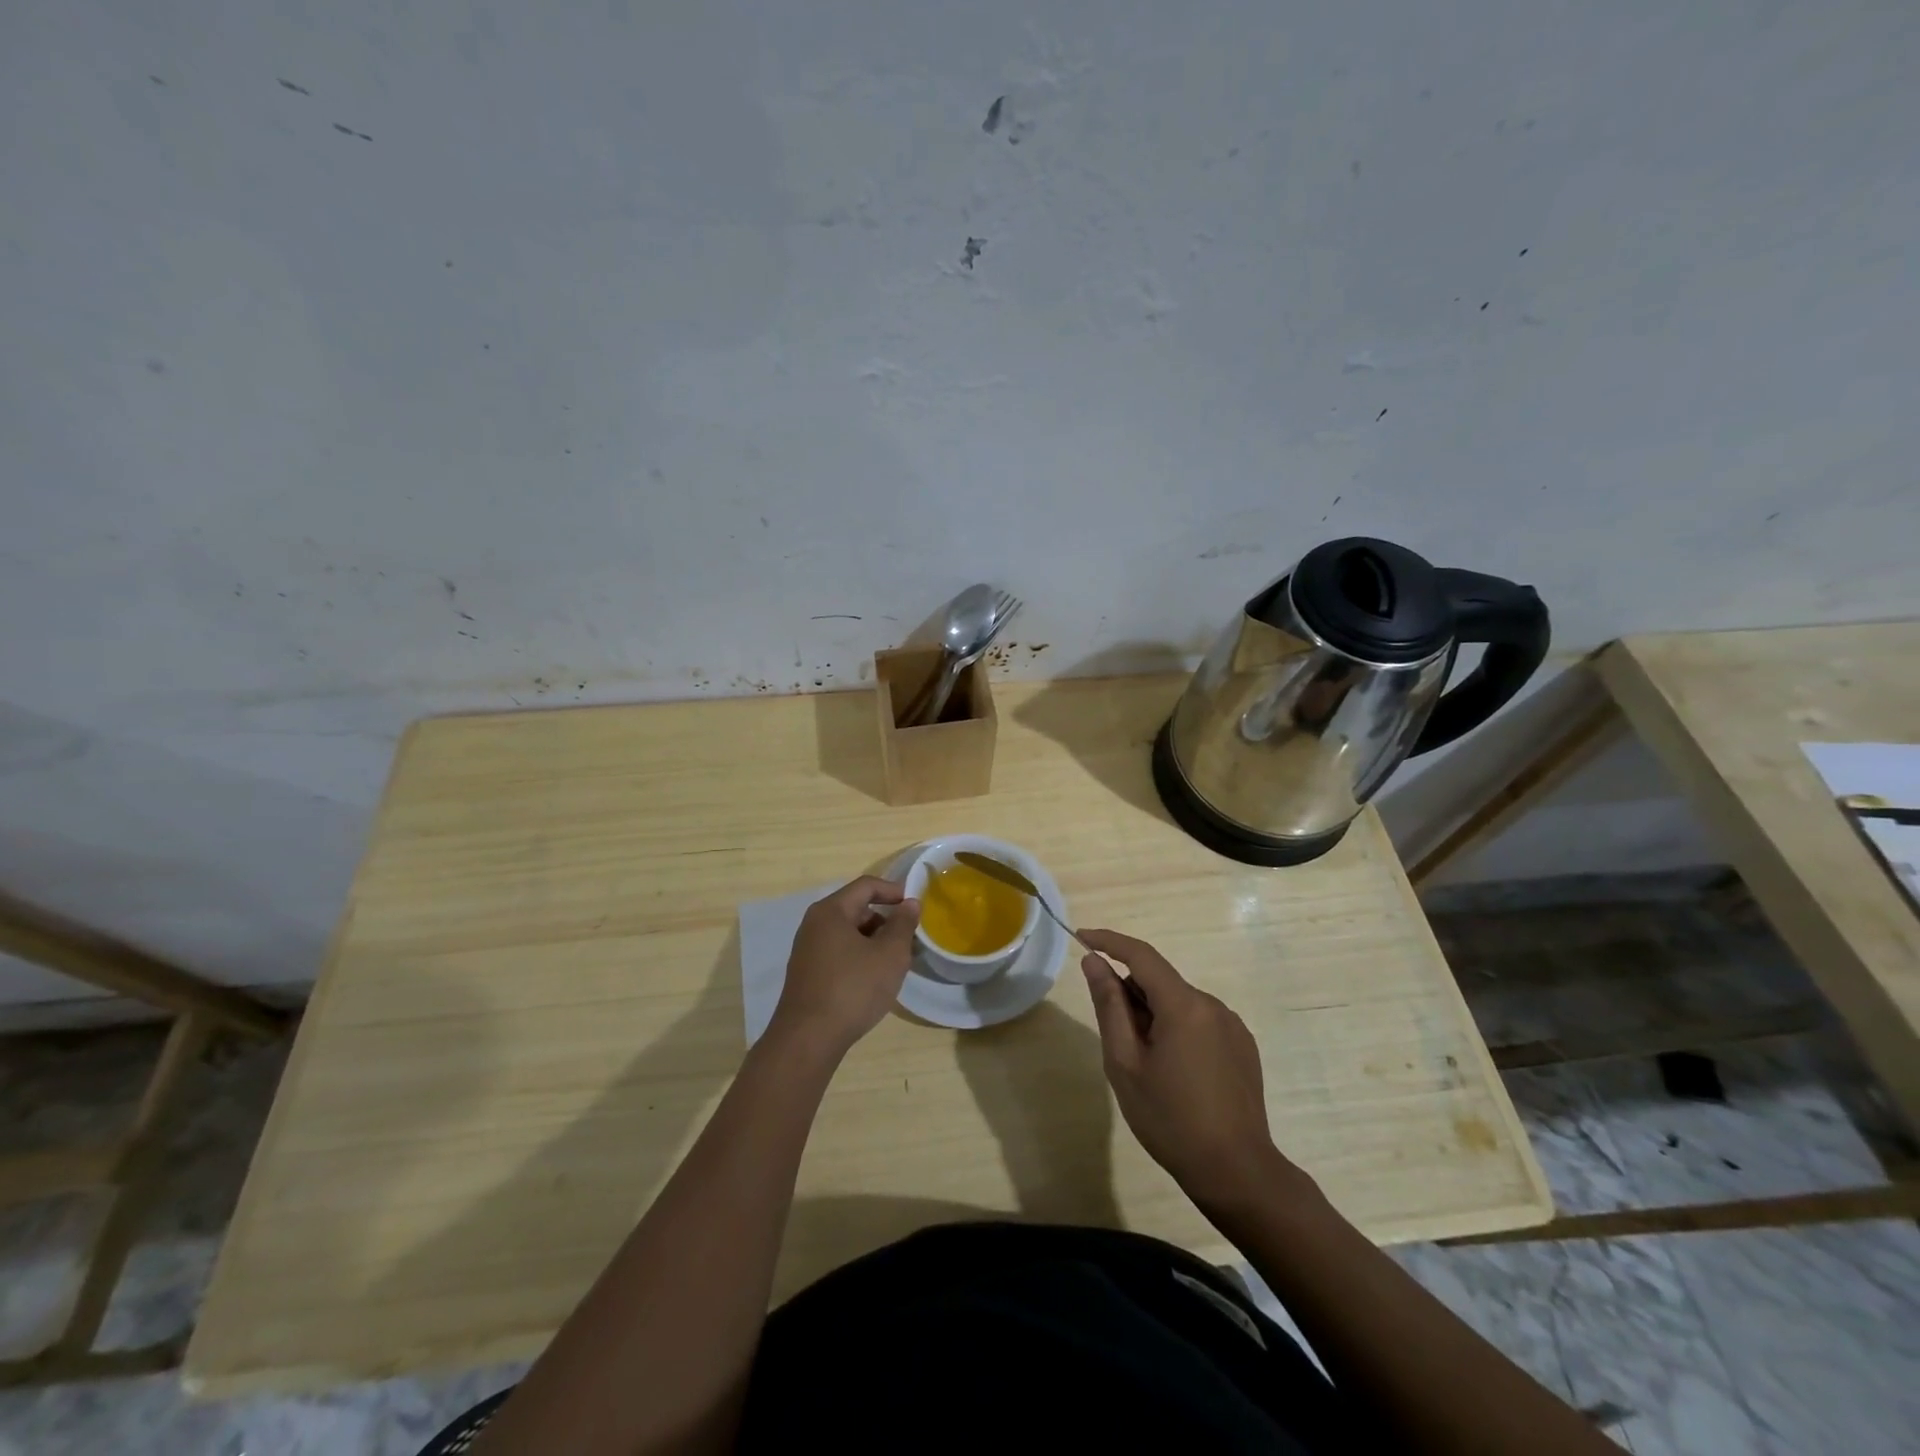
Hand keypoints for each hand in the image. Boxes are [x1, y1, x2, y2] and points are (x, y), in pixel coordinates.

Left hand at [770, 876, 920, 1055]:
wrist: (808, 1039)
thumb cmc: (853, 988)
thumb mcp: (889, 954)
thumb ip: (903, 924)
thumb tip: (909, 903)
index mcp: (831, 911)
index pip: (866, 885)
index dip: (894, 891)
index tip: (915, 906)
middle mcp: (814, 924)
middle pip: (856, 909)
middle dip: (886, 920)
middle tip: (909, 941)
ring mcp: (807, 950)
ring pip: (848, 933)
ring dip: (874, 942)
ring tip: (895, 964)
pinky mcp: (807, 973)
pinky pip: (839, 953)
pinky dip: (859, 957)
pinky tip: (873, 981)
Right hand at [1079, 929, 1295, 1209]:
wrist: (1238, 1173)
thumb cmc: (1170, 1119)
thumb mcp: (1125, 1063)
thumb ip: (1109, 1006)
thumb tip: (1094, 962)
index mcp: (1183, 1005)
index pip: (1141, 954)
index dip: (1109, 941)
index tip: (1081, 936)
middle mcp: (1212, 1005)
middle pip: (1160, 982)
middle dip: (1131, 995)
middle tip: (1115, 1040)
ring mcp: (1232, 1026)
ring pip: (1179, 1004)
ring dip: (1155, 1017)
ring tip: (1147, 1067)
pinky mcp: (1243, 1047)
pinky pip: (1200, 1023)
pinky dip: (1178, 1031)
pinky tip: (1176, 1075)